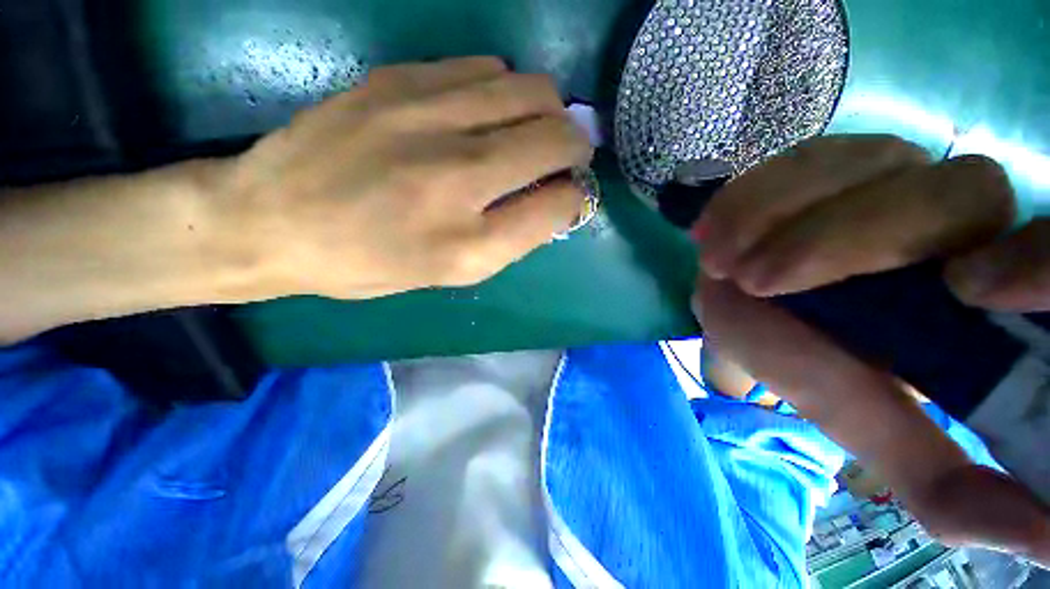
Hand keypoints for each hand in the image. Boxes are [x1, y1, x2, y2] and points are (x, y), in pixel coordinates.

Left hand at [219, 56, 592, 298]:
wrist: (272, 220)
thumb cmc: (368, 264)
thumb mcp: (449, 274)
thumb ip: (509, 238)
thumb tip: (552, 200)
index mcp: (468, 245)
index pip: (559, 205)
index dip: (576, 197)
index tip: (570, 195)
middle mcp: (457, 179)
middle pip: (556, 137)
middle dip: (576, 147)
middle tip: (565, 156)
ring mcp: (426, 118)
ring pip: (531, 89)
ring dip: (547, 111)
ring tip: (531, 130)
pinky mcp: (399, 80)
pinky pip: (485, 67)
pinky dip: (504, 90)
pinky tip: (486, 111)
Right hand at [693, 135, 1049, 562]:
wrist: (739, 293)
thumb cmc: (799, 354)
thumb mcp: (862, 417)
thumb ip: (938, 478)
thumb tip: (1040, 540)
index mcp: (987, 284)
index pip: (1049, 252)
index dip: (1038, 263)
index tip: (964, 294)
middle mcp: (955, 210)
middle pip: (956, 193)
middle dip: (849, 240)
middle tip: (755, 282)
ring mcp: (886, 167)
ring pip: (864, 164)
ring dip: (779, 215)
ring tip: (716, 260)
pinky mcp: (822, 157)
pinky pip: (792, 161)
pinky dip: (747, 196)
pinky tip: (711, 230)